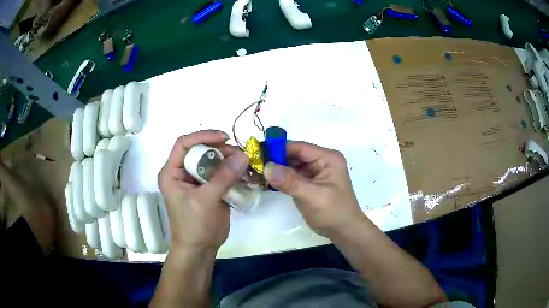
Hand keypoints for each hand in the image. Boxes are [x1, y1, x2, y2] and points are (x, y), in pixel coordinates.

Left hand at [158, 130, 248, 252]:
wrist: (200, 249)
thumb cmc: (194, 226)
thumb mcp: (206, 200)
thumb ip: (223, 177)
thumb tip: (243, 155)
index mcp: (172, 172)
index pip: (184, 144)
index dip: (203, 136)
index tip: (224, 138)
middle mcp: (183, 173)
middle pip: (200, 150)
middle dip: (220, 149)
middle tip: (239, 153)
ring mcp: (197, 181)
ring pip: (212, 161)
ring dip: (228, 160)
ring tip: (244, 162)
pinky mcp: (209, 189)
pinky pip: (220, 174)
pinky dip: (232, 172)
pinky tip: (244, 173)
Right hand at [264, 141, 365, 237]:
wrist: (344, 232)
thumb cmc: (333, 212)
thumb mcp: (311, 196)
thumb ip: (289, 181)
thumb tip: (266, 167)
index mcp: (327, 158)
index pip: (299, 147)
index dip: (278, 148)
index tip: (257, 151)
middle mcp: (322, 161)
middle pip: (294, 155)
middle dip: (275, 160)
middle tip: (253, 164)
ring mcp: (316, 172)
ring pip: (292, 166)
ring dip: (276, 169)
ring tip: (256, 172)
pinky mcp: (310, 183)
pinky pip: (293, 176)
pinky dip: (281, 179)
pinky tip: (266, 181)